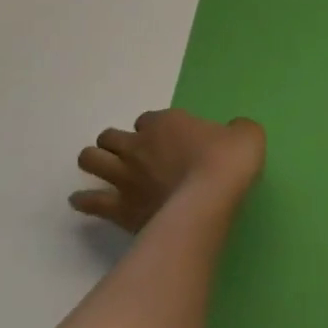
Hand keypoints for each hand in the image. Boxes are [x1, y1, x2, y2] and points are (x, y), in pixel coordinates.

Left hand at [70, 109, 264, 232]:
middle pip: (110, 136)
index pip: (148, 119)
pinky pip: (90, 201)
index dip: (154, 129)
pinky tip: (82, 200)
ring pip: (91, 160)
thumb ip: (236, 129)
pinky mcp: (119, 208)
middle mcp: (138, 145)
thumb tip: (234, 131)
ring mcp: (125, 176)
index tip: (166, 139)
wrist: (210, 198)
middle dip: (115, 142)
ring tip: (99, 169)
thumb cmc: (228, 160)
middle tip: (130, 154)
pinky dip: (84, 200)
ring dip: (94, 162)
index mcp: (166, 122)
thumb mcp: (246, 133)